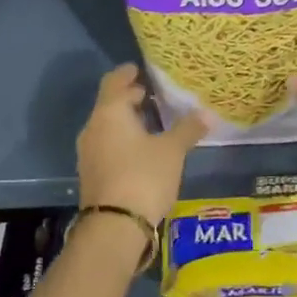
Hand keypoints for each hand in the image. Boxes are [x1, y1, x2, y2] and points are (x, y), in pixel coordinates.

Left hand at [76, 65, 207, 228]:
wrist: (115, 227)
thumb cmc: (143, 176)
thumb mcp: (172, 151)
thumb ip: (188, 129)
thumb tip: (207, 113)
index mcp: (110, 113)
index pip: (114, 82)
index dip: (127, 74)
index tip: (139, 69)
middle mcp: (94, 128)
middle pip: (109, 104)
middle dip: (129, 98)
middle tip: (151, 94)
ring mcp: (89, 153)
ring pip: (108, 126)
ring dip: (126, 121)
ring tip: (151, 121)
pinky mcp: (92, 174)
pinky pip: (107, 146)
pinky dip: (122, 140)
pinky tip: (142, 149)